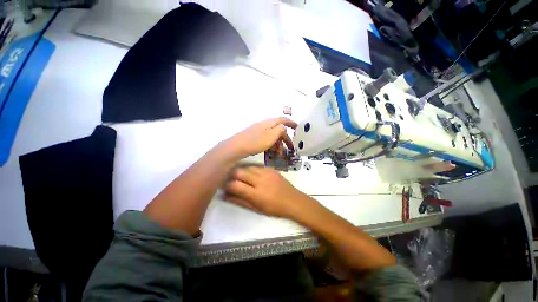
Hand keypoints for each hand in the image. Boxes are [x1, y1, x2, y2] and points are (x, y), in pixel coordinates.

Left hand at [224, 118, 296, 159]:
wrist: (237, 147)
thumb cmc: (256, 141)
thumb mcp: (272, 135)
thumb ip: (280, 130)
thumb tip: (284, 128)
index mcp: (270, 123)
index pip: (283, 120)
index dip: (291, 123)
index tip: (297, 127)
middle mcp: (264, 125)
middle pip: (278, 130)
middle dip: (285, 139)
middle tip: (289, 148)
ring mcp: (259, 131)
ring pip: (272, 136)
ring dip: (278, 144)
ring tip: (279, 153)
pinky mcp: (254, 137)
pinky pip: (267, 140)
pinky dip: (271, 145)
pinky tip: (271, 152)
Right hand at [224, 166, 314, 217]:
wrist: (293, 200)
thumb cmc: (275, 208)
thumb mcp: (257, 208)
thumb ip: (240, 201)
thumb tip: (225, 196)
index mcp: (256, 194)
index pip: (235, 185)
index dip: (227, 186)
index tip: (225, 187)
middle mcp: (260, 180)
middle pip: (239, 171)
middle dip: (231, 175)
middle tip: (231, 180)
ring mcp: (266, 172)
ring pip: (247, 166)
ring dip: (241, 171)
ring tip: (241, 177)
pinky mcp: (271, 168)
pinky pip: (256, 166)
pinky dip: (251, 169)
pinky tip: (252, 174)